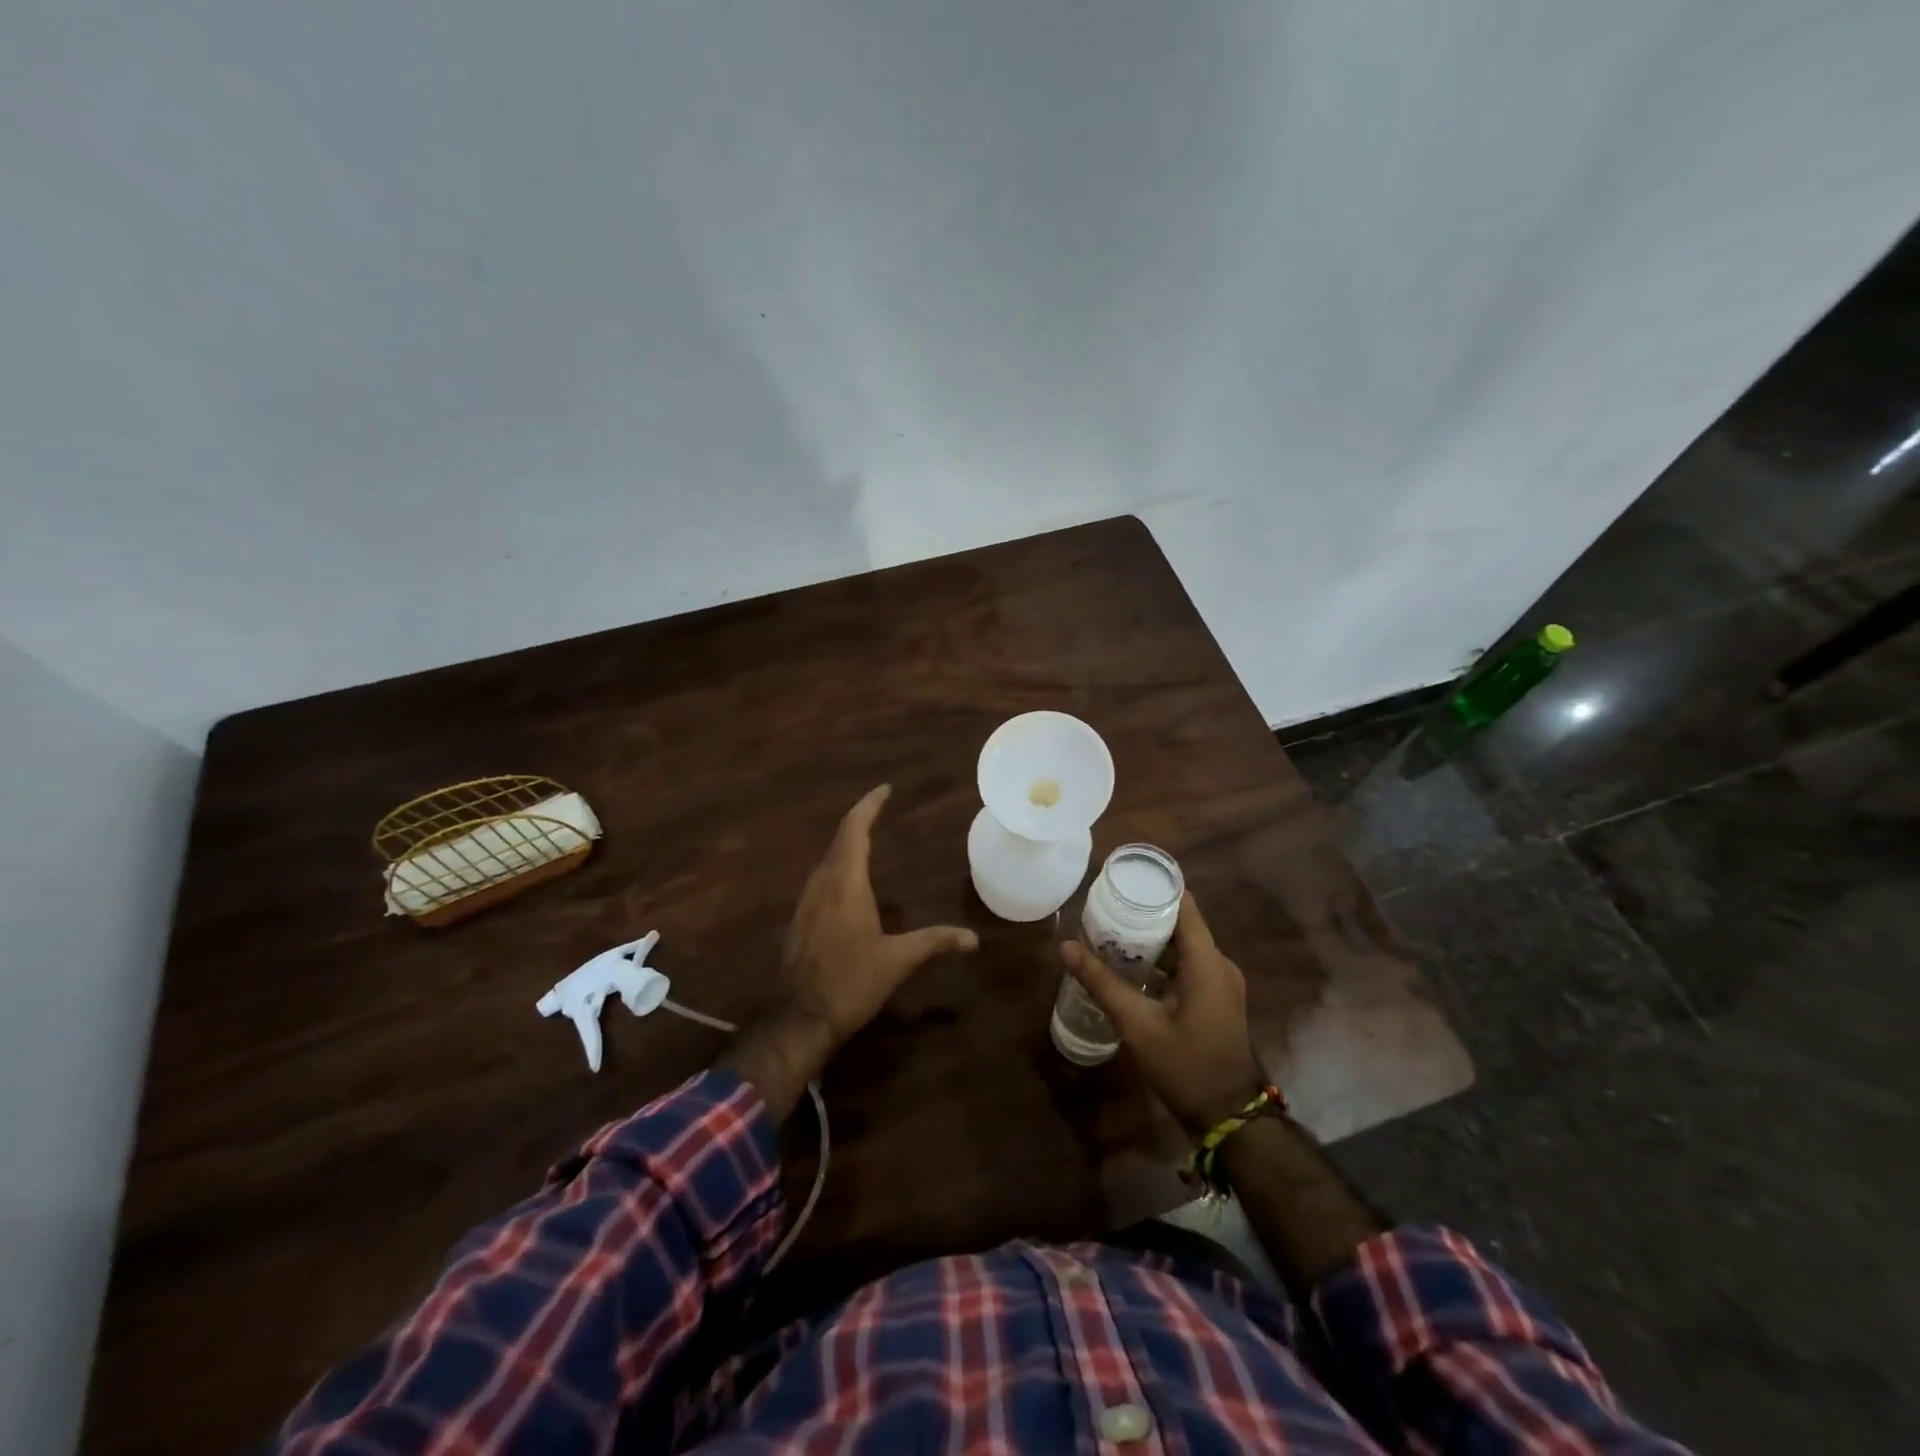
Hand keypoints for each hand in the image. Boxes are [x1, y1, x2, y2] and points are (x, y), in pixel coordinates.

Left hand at [782, 784, 978, 1050]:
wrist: (802, 1019)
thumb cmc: (852, 983)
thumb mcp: (898, 961)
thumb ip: (934, 942)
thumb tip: (973, 939)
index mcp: (845, 885)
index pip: (854, 830)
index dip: (869, 806)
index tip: (885, 789)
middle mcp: (821, 885)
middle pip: (839, 839)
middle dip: (859, 820)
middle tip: (880, 809)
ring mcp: (805, 902)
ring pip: (826, 859)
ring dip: (846, 843)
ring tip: (868, 838)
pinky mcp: (799, 920)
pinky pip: (820, 879)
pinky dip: (837, 866)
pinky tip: (848, 881)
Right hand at [1060, 891, 1266, 1133]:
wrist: (1229, 1117)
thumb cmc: (1186, 1066)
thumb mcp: (1138, 1024)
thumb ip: (1102, 983)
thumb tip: (1066, 947)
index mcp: (1207, 962)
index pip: (1184, 905)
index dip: (1157, 886)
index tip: (1125, 875)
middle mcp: (1218, 964)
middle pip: (1180, 923)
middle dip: (1143, 913)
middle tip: (1104, 905)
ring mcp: (1220, 983)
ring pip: (1182, 946)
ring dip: (1149, 940)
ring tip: (1109, 932)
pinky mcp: (1216, 999)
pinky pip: (1186, 966)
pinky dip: (1160, 961)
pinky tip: (1129, 968)